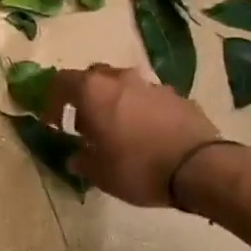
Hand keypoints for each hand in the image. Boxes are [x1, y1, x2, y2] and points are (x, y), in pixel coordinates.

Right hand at [46, 64, 222, 207]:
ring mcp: (152, 85)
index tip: (53, 123)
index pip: (61, 82)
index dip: (52, 101)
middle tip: (86, 125)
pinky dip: (141, 111)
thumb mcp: (99, 173)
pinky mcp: (177, 96)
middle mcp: (121, 79)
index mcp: (94, 91)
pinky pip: (149, 98)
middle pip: (94, 78)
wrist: (198, 167)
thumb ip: (82, 160)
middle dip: (85, 98)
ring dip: (115, 102)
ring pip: (124, 86)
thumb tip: (76, 156)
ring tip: (118, 131)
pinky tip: (147, 135)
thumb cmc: (137, 167)